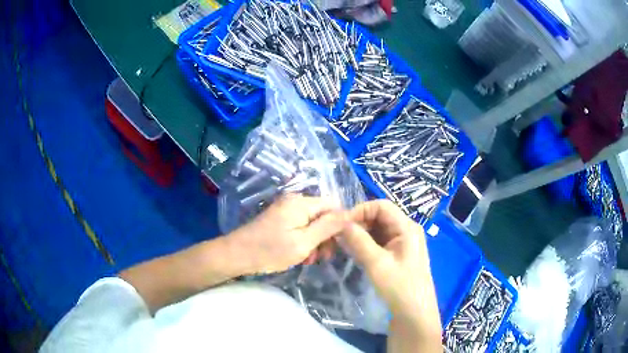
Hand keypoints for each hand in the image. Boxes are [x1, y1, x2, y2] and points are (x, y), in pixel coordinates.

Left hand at [227, 194, 347, 274]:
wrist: (237, 254)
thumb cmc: (270, 251)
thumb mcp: (303, 242)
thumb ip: (327, 227)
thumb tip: (350, 214)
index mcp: (302, 203)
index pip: (334, 205)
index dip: (341, 224)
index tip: (339, 245)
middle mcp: (295, 201)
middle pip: (323, 214)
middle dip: (327, 236)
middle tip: (322, 257)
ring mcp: (286, 209)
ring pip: (313, 222)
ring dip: (316, 241)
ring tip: (309, 259)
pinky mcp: (280, 218)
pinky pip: (301, 225)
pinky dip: (304, 239)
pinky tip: (301, 255)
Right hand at [342, 200, 441, 351]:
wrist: (414, 314)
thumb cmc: (400, 287)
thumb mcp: (377, 263)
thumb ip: (358, 241)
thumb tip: (340, 224)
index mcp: (407, 227)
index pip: (381, 206)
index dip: (360, 210)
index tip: (340, 224)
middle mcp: (407, 230)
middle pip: (380, 217)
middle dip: (359, 223)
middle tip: (338, 235)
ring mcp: (403, 243)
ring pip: (378, 230)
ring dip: (361, 234)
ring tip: (343, 244)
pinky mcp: (398, 255)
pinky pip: (380, 242)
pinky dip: (366, 244)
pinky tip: (354, 252)